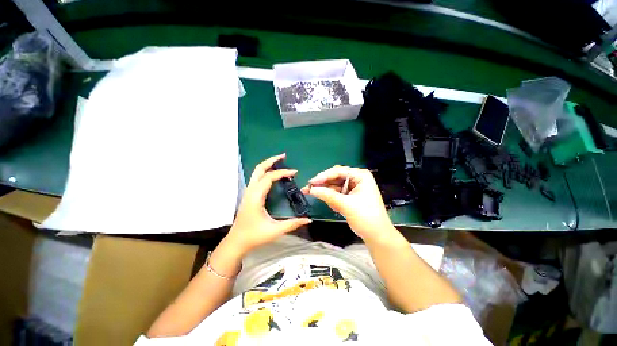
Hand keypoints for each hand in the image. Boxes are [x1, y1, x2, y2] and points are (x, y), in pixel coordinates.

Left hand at [225, 154, 311, 254]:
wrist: (236, 242)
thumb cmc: (254, 236)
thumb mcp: (275, 230)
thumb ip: (293, 224)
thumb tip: (308, 219)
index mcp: (256, 196)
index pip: (269, 177)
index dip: (283, 173)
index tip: (295, 172)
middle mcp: (251, 191)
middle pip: (259, 169)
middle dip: (271, 160)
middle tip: (283, 156)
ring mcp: (248, 192)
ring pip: (256, 172)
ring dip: (268, 165)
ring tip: (280, 162)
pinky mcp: (249, 195)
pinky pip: (257, 178)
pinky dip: (265, 172)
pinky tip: (273, 175)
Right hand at [302, 165, 397, 242]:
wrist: (376, 235)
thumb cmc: (365, 217)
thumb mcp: (345, 205)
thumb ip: (328, 195)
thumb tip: (311, 189)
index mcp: (360, 176)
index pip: (339, 171)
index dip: (324, 176)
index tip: (312, 182)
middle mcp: (356, 179)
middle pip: (335, 177)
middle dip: (323, 184)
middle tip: (308, 188)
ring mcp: (353, 187)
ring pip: (334, 186)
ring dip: (325, 192)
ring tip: (312, 194)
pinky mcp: (350, 196)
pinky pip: (336, 193)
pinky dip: (330, 198)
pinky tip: (328, 203)